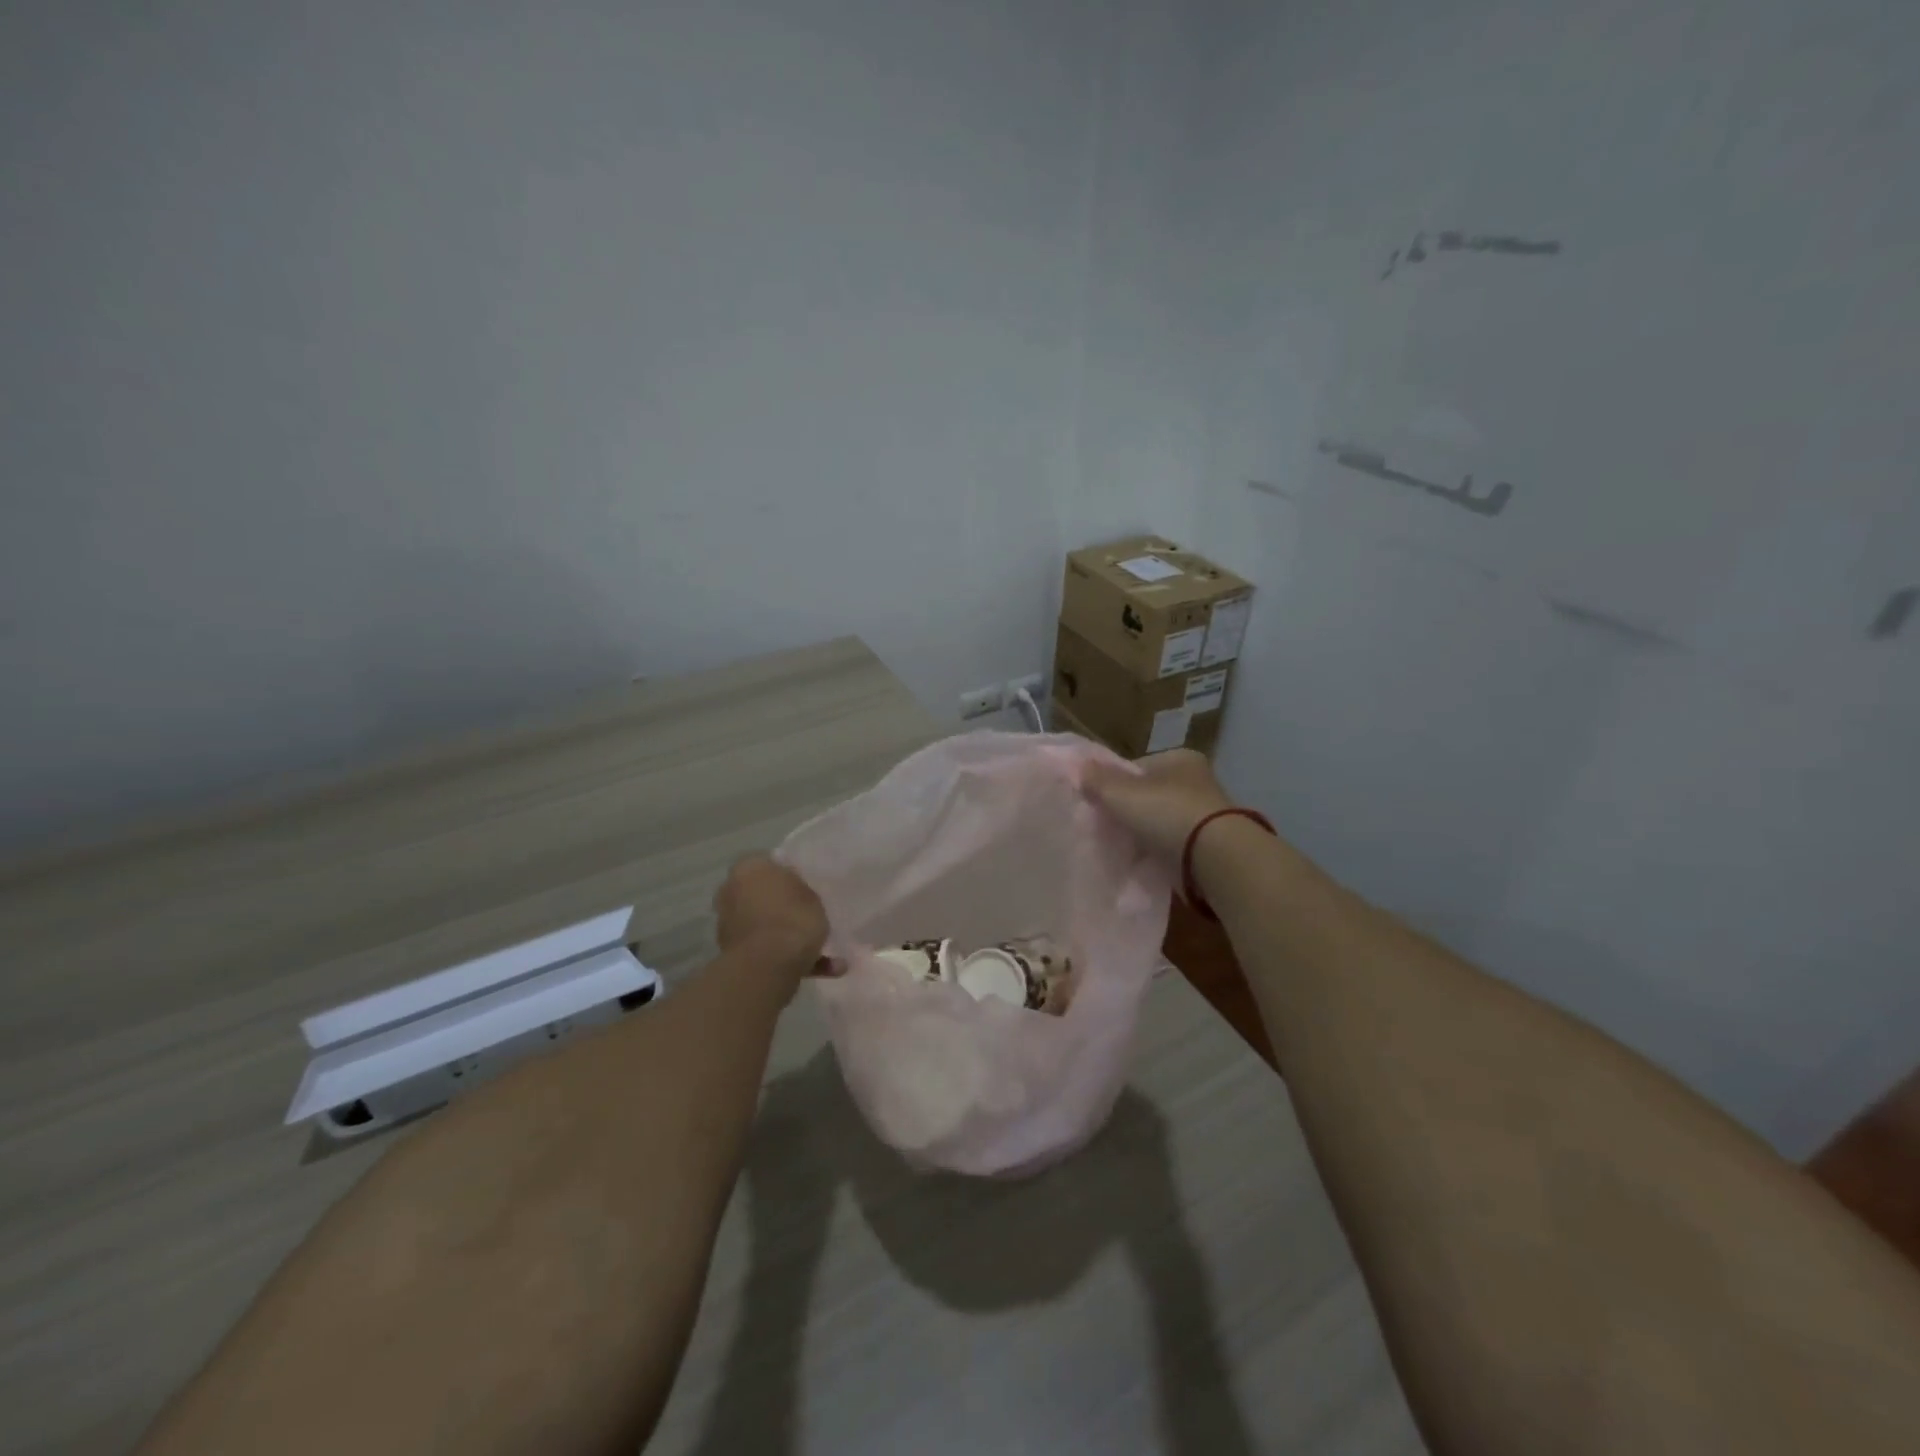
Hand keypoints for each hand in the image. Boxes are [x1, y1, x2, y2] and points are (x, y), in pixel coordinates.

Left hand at [713, 855, 829, 970]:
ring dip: (787, 936)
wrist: (768, 965)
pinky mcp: (732, 953)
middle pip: (762, 895)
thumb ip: (800, 889)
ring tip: (825, 951)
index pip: (768, 864)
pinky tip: (820, 967)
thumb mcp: (811, 894)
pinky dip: (787, 956)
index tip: (805, 888)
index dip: (788, 875)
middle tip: (808, 916)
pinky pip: (765, 949)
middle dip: (782, 907)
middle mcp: (730, 891)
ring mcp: (728, 924)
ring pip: (764, 925)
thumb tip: (793, 890)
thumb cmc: (792, 918)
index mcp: (748, 868)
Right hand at [1085, 748, 1233, 860]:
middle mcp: (1197, 781)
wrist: (1215, 858)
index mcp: (1180, 758)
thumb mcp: (1122, 793)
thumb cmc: (1167, 813)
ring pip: (1163, 821)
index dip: (1116, 784)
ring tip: (1122, 848)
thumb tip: (1080, 767)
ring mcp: (1206, 815)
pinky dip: (1160, 852)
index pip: (1138, 768)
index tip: (1098, 803)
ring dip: (1146, 833)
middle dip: (1131, 810)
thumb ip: (1099, 780)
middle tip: (1106, 828)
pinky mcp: (1210, 845)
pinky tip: (1144, 862)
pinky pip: (1174, 845)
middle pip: (1151, 795)